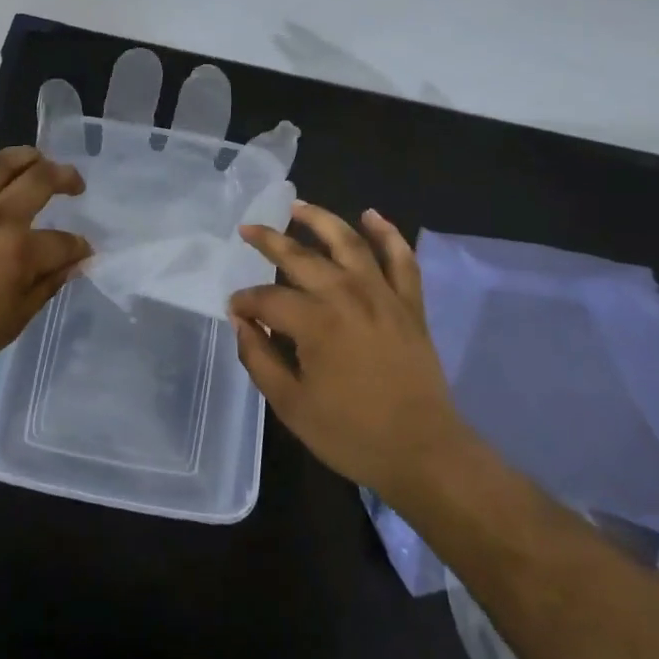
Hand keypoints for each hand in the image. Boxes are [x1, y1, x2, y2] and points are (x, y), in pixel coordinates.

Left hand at [0, 147, 90, 397]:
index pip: (63, 241)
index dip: (78, 247)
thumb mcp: (13, 322)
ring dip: (22, 156)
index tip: (82, 252)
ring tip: (36, 159)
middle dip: (65, 177)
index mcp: (18, 251)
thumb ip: (45, 287)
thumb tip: (73, 264)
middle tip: (74, 184)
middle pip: (38, 180)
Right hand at [230, 202, 470, 504]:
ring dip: (321, 220)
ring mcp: (382, 294)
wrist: (424, 452)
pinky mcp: (409, 303)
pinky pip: (401, 258)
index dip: (245, 302)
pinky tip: (371, 216)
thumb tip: (241, 321)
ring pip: (349, 242)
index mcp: (315, 322)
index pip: (267, 299)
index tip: (234, 309)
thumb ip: (259, 358)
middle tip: (247, 230)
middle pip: (300, 257)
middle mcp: (347, 295)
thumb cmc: (352, 433)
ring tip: (298, 207)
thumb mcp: (291, 405)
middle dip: (269, 241)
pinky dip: (388, 234)